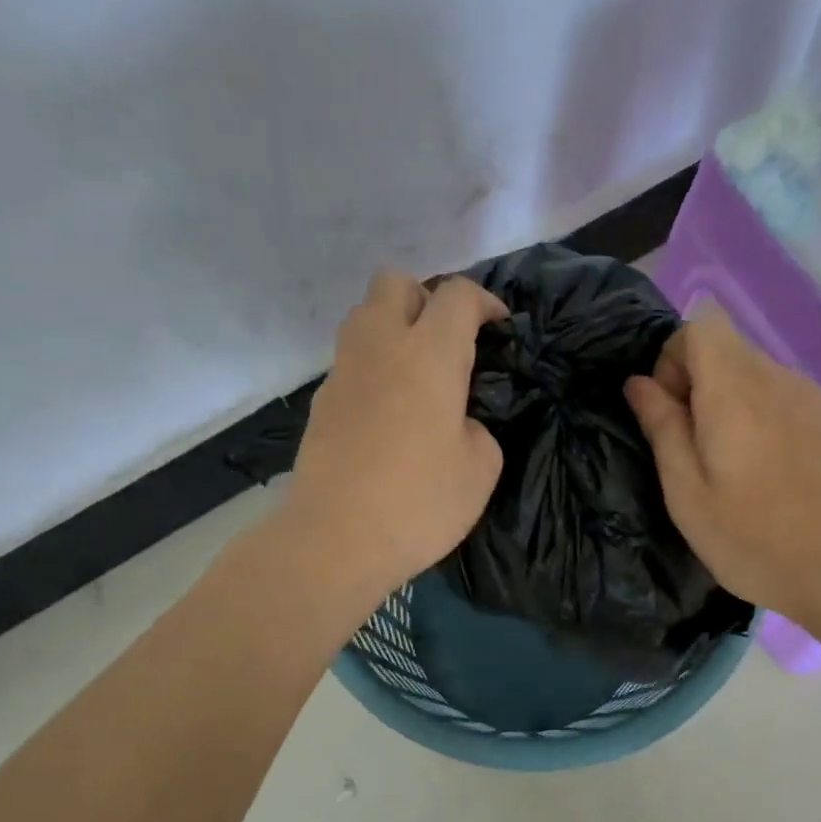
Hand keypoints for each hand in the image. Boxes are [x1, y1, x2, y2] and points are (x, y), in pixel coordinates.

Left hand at [285, 271, 506, 609]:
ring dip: (393, 326)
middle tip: (448, 341)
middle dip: (426, 298)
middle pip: (395, 282)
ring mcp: (343, 371)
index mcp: (430, 354)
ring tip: (417, 370)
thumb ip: (478, 428)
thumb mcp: (481, 468)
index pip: (457, 295)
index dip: (485, 302)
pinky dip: (373, 366)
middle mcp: (381, 346)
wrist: (334, 539)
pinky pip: (350, 360)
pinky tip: (388, 410)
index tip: (499, 328)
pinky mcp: (321, 400)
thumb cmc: (419, 502)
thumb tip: (457, 421)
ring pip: (364, 314)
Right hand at [623, 304, 820, 626]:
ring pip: (763, 378)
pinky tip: (779, 478)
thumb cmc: (756, 541)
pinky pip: (793, 403)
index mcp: (735, 390)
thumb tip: (639, 383)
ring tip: (739, 470)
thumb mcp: (688, 494)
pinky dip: (771, 422)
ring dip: (736, 406)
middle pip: (731, 349)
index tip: (671, 410)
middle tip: (697, 450)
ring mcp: (820, 400)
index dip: (674, 356)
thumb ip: (662, 429)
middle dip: (700, 385)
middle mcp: (781, 380)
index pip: (701, 324)